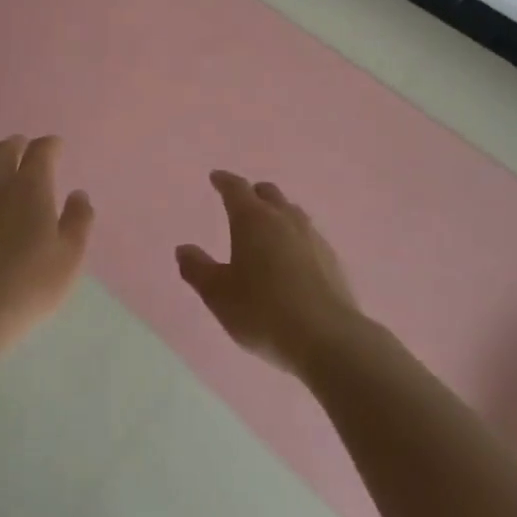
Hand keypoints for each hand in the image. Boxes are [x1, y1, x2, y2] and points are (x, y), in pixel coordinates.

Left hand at [0, 135, 94, 342]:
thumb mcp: (69, 257)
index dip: (50, 145)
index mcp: (30, 186)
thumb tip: (78, 195)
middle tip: (25, 150)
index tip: (56, 147)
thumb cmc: (29, 283)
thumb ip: (78, 222)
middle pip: (4, 150)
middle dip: (17, 145)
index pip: (40, 150)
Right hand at [177, 170, 362, 376]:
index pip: (236, 188)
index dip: (224, 181)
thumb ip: (198, 269)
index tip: (216, 177)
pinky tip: (293, 258)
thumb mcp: (219, 295)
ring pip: (292, 212)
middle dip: (253, 193)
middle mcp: (284, 219)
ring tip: (268, 227)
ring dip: (278, 213)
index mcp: (252, 219)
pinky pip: (309, 237)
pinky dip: (295, 238)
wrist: (328, 339)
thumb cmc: (263, 312)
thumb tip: (183, 249)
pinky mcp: (333, 261)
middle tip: (242, 201)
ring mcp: (312, 238)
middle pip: (268, 193)